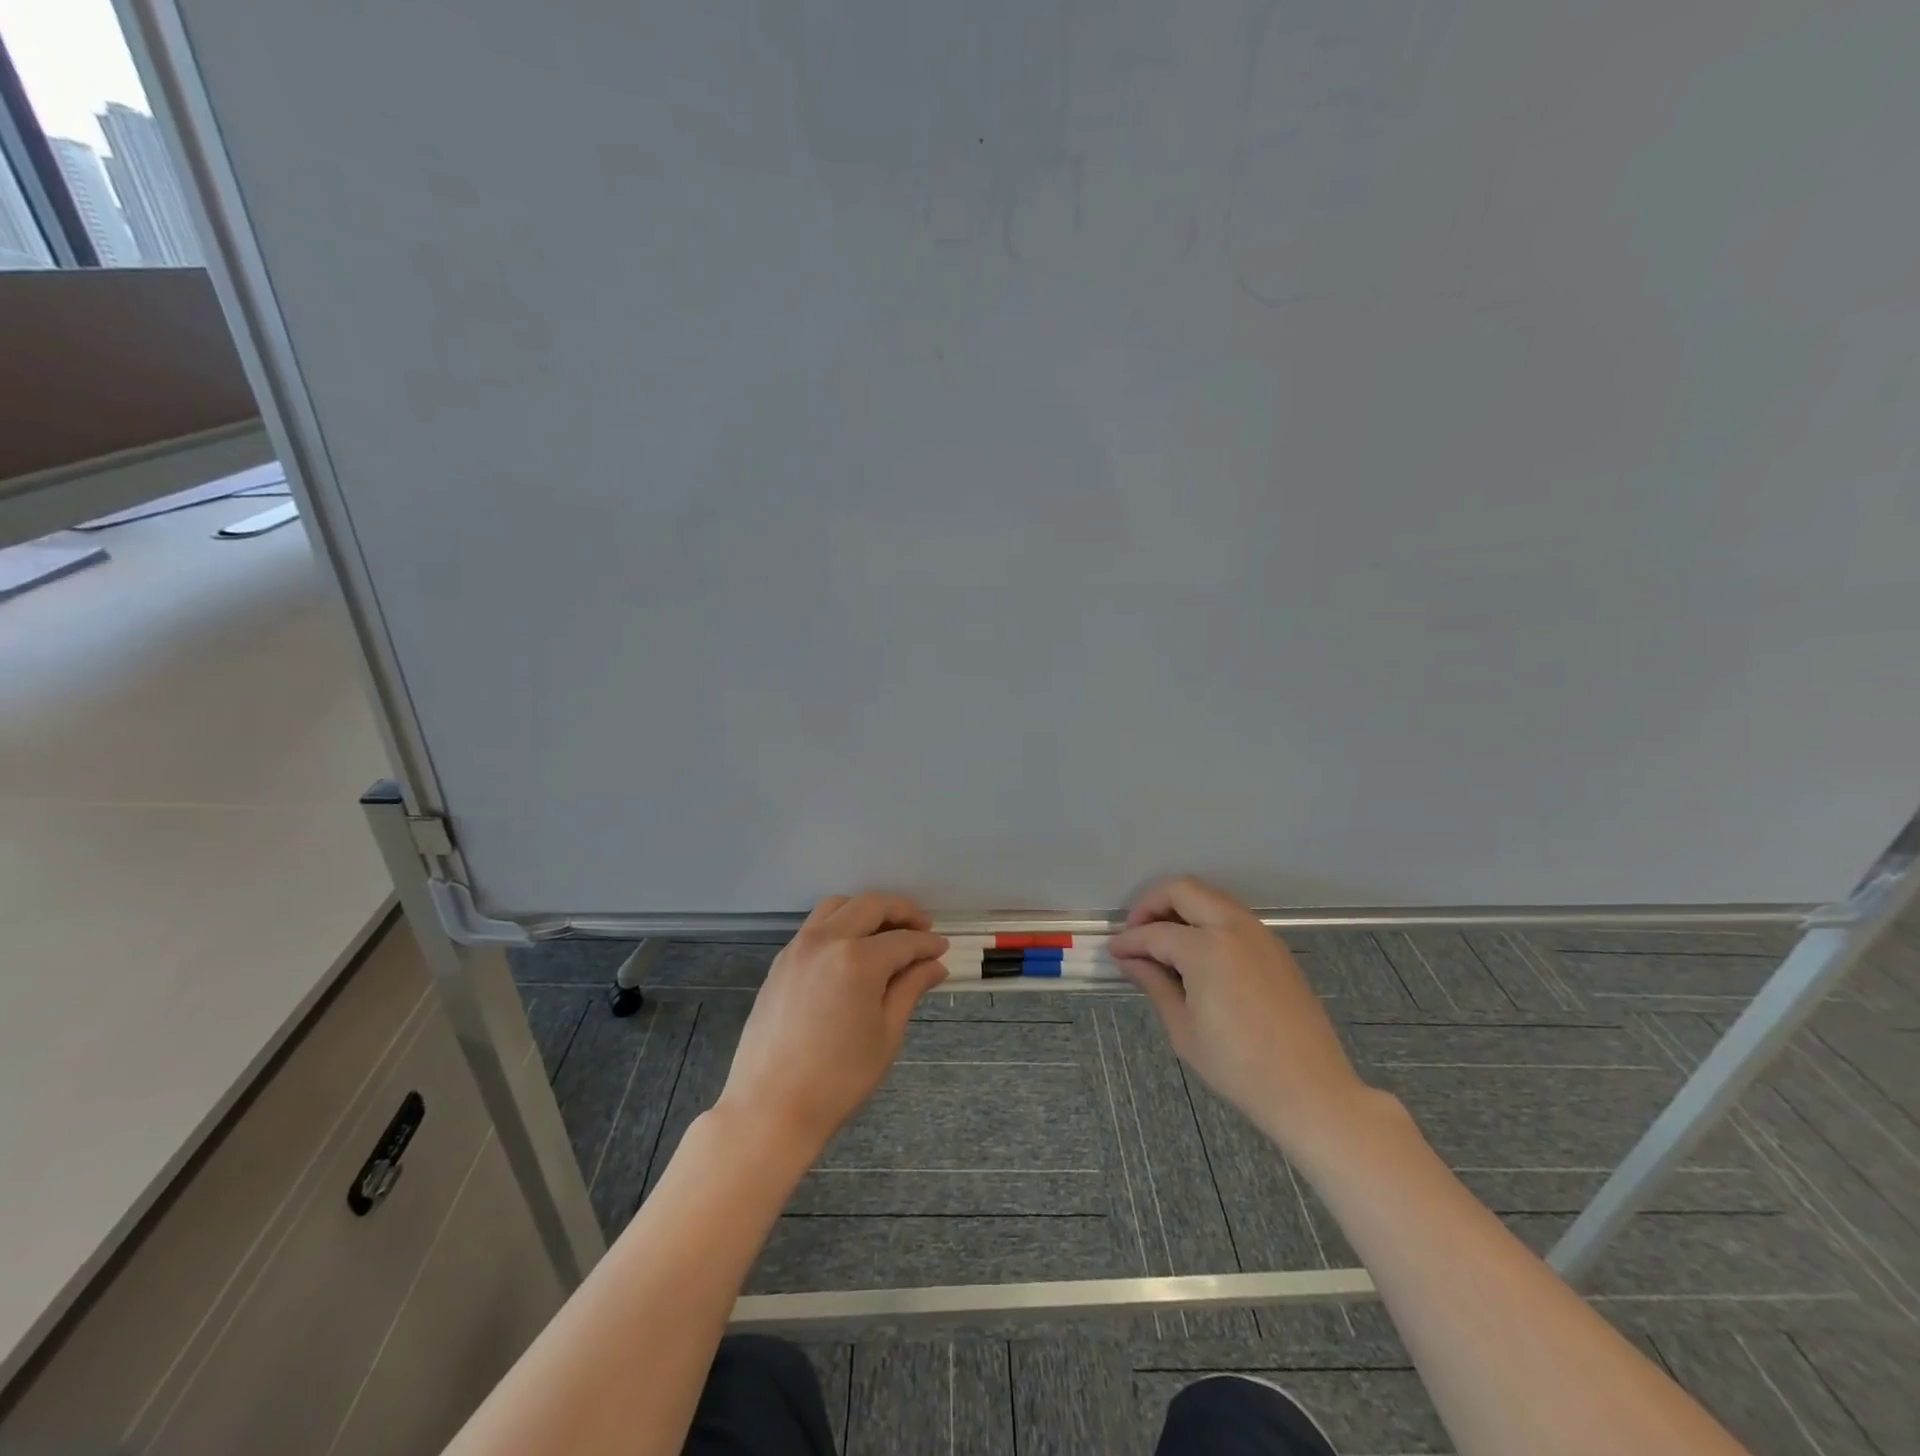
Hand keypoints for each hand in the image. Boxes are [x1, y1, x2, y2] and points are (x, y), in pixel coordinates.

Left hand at [715, 894, 947, 1163]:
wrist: (770, 1108)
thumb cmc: (838, 1079)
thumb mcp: (886, 1034)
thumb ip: (910, 989)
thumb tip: (934, 965)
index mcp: (858, 959)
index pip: (904, 940)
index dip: (928, 943)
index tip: (942, 950)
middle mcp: (826, 940)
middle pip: (870, 906)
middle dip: (901, 912)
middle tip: (922, 928)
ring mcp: (798, 947)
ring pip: (837, 906)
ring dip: (866, 910)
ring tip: (886, 932)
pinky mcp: (781, 962)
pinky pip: (815, 926)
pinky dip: (839, 923)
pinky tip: (851, 949)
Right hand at [1109, 877, 1370, 1154]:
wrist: (1311, 1091)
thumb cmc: (1238, 1067)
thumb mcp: (1183, 1029)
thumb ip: (1154, 984)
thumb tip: (1130, 961)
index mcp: (1207, 948)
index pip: (1155, 933)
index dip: (1129, 942)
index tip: (1113, 953)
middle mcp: (1234, 927)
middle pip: (1183, 890)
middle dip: (1152, 905)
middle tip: (1136, 934)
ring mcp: (1260, 934)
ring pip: (1210, 897)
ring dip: (1182, 908)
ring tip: (1163, 942)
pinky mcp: (1275, 948)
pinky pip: (1232, 916)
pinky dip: (1207, 920)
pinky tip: (1196, 953)